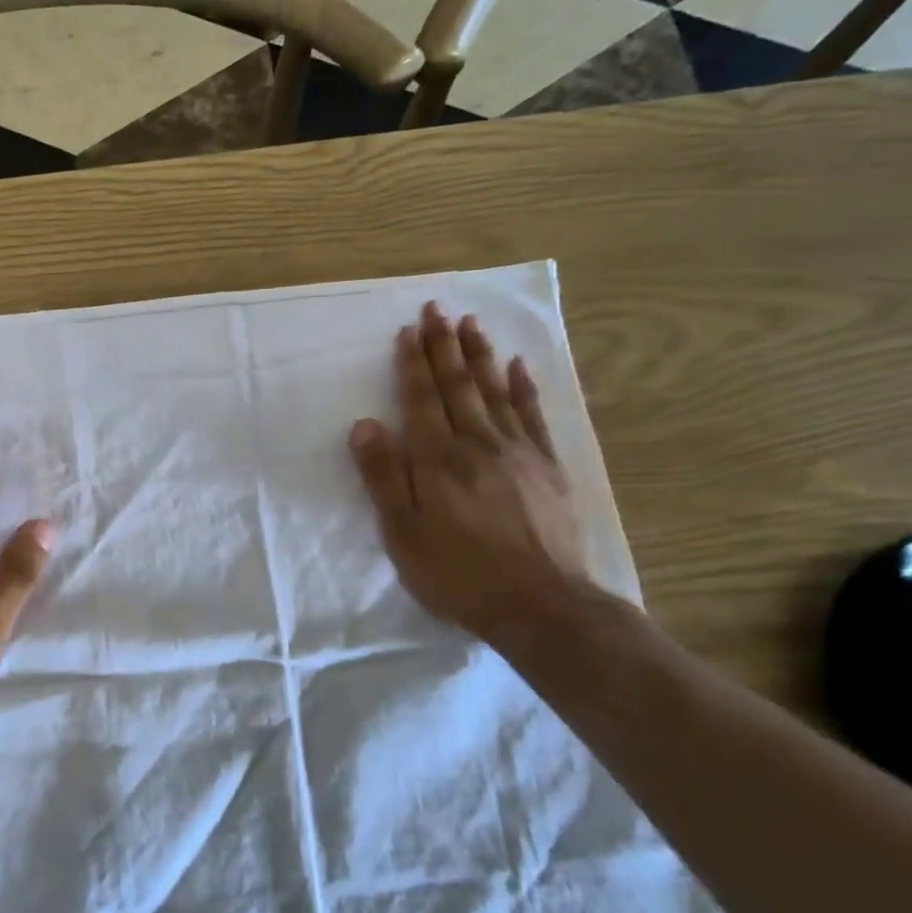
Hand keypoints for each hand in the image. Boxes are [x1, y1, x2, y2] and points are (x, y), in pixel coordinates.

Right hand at [349, 301, 586, 641]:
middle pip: (458, 385)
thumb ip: (383, 476)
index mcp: (437, 459)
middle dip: (444, 345)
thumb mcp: (402, 533)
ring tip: (471, 324)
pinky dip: (523, 387)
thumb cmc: (457, 572)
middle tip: (438, 309)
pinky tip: (518, 366)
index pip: (421, 399)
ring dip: (480, 355)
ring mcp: (517, 452)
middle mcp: (477, 443)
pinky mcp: (547, 467)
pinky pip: (532, 415)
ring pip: (494, 391)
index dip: (413, 363)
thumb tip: (365, 424)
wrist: (539, 603)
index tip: (409, 330)